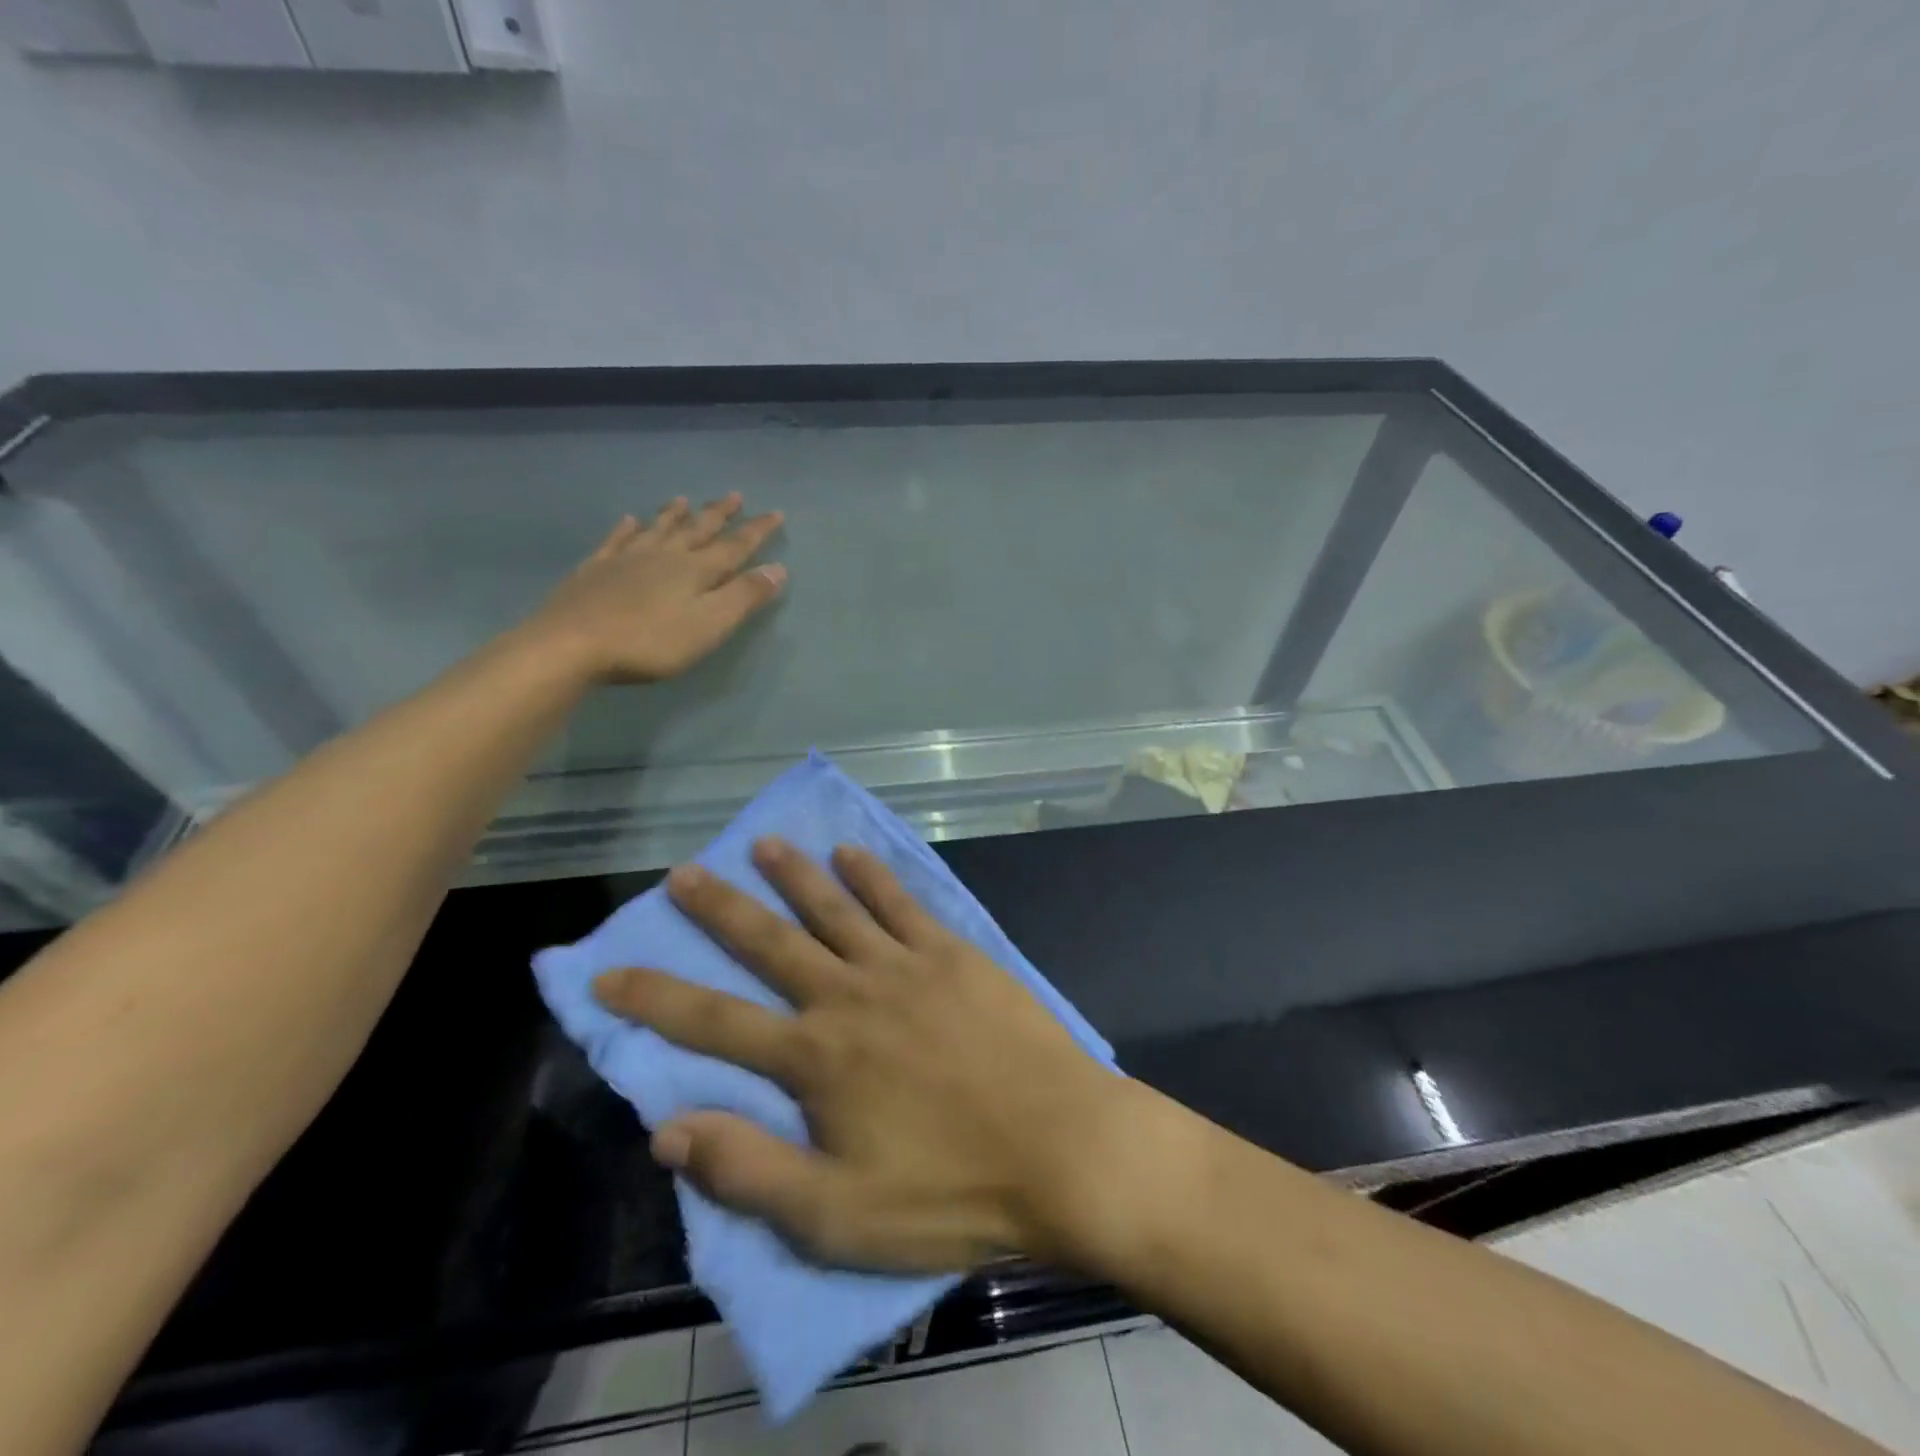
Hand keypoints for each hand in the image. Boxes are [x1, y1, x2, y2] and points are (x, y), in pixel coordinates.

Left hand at [526, 496, 786, 683]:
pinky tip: (628, 520)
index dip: (757, 531)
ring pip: (658, 528)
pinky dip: (625, 528)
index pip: (735, 546)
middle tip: (735, 495)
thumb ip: (745, 596)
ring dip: (674, 514)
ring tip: (684, 499)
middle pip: (697, 530)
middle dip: (719, 514)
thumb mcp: (710, 624)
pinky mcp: (595, 570)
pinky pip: (616, 540)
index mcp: (696, 570)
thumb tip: (778, 568)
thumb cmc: (651, 641)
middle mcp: (664, 556)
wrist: (573, 644)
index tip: (776, 513)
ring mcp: (626, 559)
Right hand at [592, 839, 1128, 1272]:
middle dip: (721, 908)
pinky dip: (871, 875)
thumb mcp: (838, 1216)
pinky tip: (850, 853)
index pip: (712, 1022)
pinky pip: (901, 902)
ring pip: (834, 908)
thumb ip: (750, 1171)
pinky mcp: (952, 953)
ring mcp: (904, 966)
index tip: (607, 971)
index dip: (654, 997)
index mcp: (816, 1059)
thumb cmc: (951, 1191)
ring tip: (763, 844)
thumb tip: (667, 1130)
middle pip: (770, 942)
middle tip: (684, 872)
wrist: (1060, 1147)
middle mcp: (849, 996)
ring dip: (794, 874)